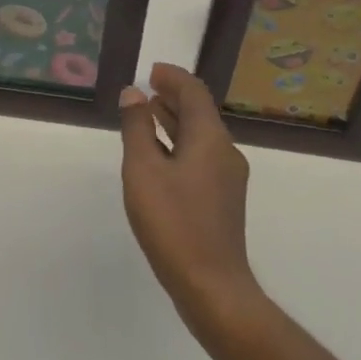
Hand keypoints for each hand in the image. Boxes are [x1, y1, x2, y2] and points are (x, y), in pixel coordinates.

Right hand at [119, 64, 262, 335]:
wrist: (212, 287)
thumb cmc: (174, 223)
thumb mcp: (143, 170)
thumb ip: (137, 128)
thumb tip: (133, 93)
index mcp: (210, 138)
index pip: (194, 91)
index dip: (172, 77)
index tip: (151, 72)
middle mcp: (224, 151)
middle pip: (200, 112)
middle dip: (173, 97)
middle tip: (145, 90)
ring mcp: (227, 178)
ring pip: (200, 136)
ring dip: (175, 121)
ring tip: (147, 116)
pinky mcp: (223, 200)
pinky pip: (201, 157)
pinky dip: (179, 145)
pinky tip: (159, 159)